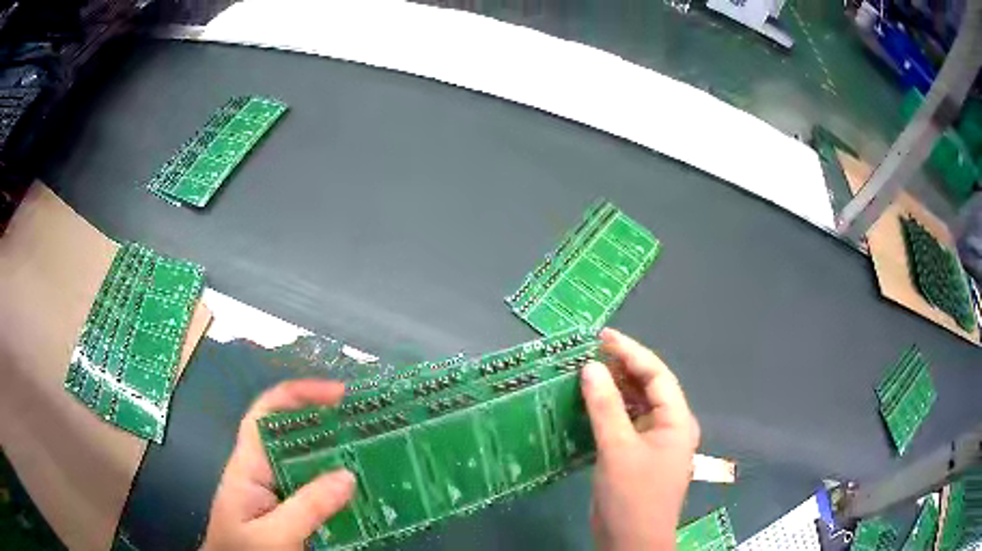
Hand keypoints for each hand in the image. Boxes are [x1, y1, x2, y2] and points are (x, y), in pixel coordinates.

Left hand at [203, 380, 355, 550]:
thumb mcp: (275, 535)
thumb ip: (308, 507)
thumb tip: (348, 475)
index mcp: (247, 465)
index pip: (266, 413)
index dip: (298, 394)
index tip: (339, 394)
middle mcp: (261, 470)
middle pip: (291, 434)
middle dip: (327, 425)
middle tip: (369, 426)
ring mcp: (275, 491)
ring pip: (306, 463)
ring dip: (336, 457)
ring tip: (373, 455)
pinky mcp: (287, 510)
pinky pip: (314, 490)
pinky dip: (337, 487)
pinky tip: (360, 492)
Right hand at [582, 328, 699, 550]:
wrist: (631, 542)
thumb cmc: (632, 496)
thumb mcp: (617, 449)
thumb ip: (605, 407)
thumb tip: (591, 367)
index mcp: (676, 421)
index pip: (657, 375)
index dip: (631, 352)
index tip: (602, 337)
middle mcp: (669, 427)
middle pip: (648, 387)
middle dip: (622, 368)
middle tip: (589, 352)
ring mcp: (653, 443)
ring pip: (635, 406)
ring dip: (614, 389)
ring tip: (585, 373)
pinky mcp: (637, 456)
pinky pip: (625, 424)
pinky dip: (608, 412)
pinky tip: (588, 405)